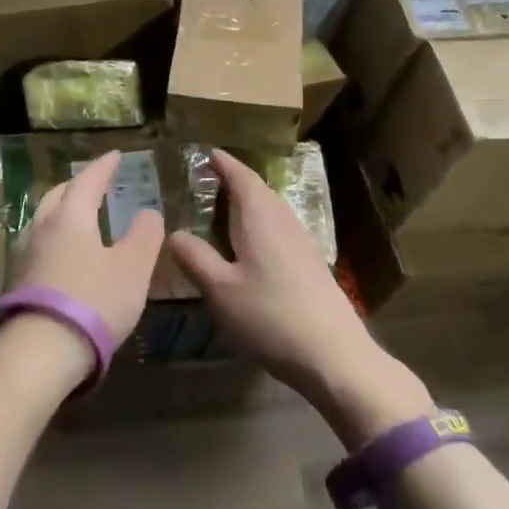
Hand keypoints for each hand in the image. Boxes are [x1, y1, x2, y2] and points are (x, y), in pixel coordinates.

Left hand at [7, 150, 163, 347]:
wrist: (37, 353)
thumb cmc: (93, 302)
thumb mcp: (132, 269)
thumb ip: (144, 236)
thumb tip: (148, 212)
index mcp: (71, 216)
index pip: (88, 180)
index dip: (104, 167)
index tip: (115, 156)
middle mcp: (41, 226)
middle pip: (59, 195)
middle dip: (78, 185)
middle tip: (95, 184)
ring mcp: (22, 254)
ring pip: (43, 219)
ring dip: (62, 211)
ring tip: (78, 217)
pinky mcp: (14, 282)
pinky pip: (36, 244)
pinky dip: (53, 238)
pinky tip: (60, 254)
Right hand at [167, 150, 431, 445]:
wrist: (335, 356)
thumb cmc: (271, 316)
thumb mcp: (220, 290)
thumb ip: (195, 258)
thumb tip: (173, 233)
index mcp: (260, 217)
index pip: (241, 177)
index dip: (223, 163)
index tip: (207, 152)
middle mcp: (283, 221)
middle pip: (258, 190)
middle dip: (235, 181)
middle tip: (208, 179)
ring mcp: (302, 242)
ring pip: (271, 209)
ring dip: (249, 202)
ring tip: (225, 209)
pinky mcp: (311, 264)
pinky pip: (280, 228)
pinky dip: (260, 223)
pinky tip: (252, 245)